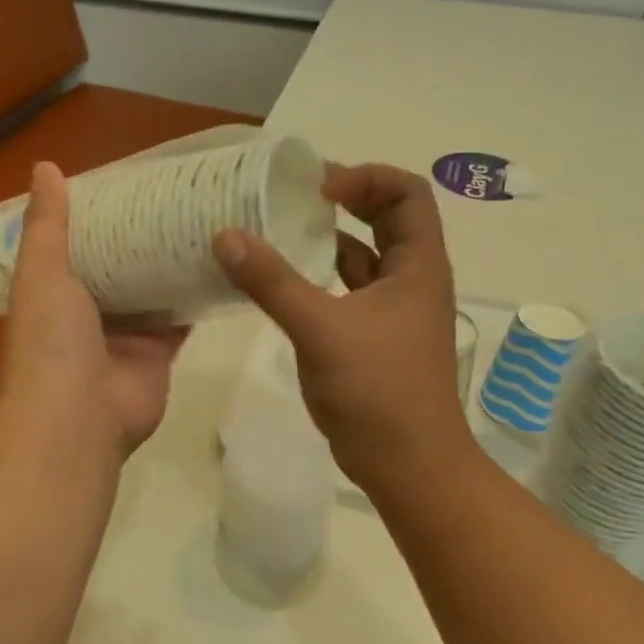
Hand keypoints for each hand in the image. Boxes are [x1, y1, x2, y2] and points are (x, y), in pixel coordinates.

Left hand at [0, 162, 188, 459]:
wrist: (76, 420)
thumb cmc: (50, 341)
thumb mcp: (42, 272)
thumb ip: (47, 224)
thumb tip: (44, 166)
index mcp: (55, 290)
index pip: (79, 243)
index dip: (100, 215)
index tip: (130, 181)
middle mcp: (90, 311)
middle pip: (120, 265)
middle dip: (143, 236)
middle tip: (179, 194)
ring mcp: (127, 334)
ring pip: (153, 290)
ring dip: (172, 263)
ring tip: (206, 218)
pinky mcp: (160, 353)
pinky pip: (181, 319)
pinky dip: (197, 296)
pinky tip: (223, 263)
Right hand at [214, 163, 472, 493]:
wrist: (409, 466)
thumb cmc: (378, 391)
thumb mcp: (321, 329)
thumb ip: (272, 282)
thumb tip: (225, 235)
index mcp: (418, 265)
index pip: (406, 193)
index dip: (365, 177)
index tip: (317, 188)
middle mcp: (411, 279)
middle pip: (387, 218)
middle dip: (345, 201)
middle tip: (293, 198)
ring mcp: (393, 311)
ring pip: (363, 257)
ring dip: (327, 240)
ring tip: (278, 231)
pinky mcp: (373, 337)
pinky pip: (346, 291)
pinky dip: (318, 278)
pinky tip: (281, 281)